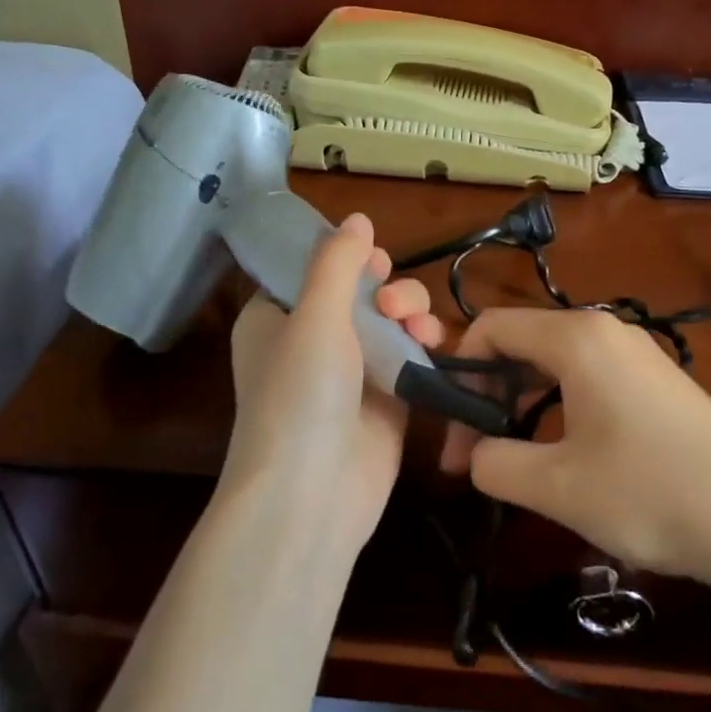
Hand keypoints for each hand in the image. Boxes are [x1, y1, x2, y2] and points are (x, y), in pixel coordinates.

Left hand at [220, 213, 442, 551]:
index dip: (344, 257)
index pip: (311, 270)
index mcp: (274, 318)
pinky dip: (425, 345)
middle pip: (359, 292)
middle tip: (392, 302)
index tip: (372, 256)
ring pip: (390, 321)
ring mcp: (351, 372)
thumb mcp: (313, 316)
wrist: (313, 494)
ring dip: (411, 312)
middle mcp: (311, 341)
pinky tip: (436, 343)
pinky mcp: (386, 399)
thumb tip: (357, 217)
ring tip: (420, 327)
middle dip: (386, 287)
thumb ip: (337, 262)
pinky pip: (410, 356)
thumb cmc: (300, 395)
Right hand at [438, 308, 710, 578]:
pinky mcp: (657, 384)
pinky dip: (557, 410)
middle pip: (521, 344)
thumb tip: (477, 454)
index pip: (491, 328)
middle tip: (474, 458)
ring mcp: (637, 355)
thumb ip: (493, 463)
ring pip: (553, 365)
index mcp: (577, 338)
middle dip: (486, 396)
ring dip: (520, 408)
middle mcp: (606, 332)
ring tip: (513, 463)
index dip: (457, 375)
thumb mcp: (555, 486)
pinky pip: (587, 381)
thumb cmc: (651, 493)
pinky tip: (562, 458)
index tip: (453, 433)